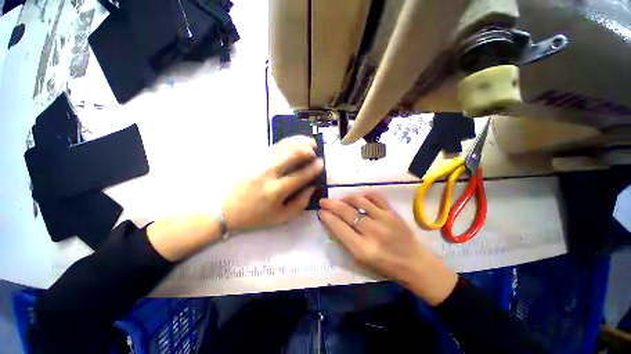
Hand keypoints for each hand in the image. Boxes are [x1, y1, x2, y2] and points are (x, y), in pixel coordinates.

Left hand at [222, 135, 323, 230]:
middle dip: (307, 150)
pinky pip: (274, 146)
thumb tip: (312, 187)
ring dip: (299, 142)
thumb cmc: (255, 216)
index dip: (314, 168)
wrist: (225, 210)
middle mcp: (268, 173)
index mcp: (276, 190)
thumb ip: (300, 203)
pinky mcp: (254, 159)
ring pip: (283, 147)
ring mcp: (260, 163)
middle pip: (292, 155)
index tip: (322, 163)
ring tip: (309, 142)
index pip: (301, 175)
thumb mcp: (281, 217)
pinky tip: (294, 142)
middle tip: (316, 150)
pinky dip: (287, 142)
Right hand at [319, 192, 457, 304]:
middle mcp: (373, 232)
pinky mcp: (393, 212)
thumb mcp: (360, 260)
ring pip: (359, 201)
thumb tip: (332, 221)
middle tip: (323, 201)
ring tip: (339, 200)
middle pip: (347, 212)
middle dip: (331, 205)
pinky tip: (358, 198)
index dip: (327, 217)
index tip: (321, 211)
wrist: (414, 263)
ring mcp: (385, 219)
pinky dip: (363, 195)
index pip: (339, 228)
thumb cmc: (384, 266)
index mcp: (363, 249)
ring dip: (345, 198)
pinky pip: (375, 197)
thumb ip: (345, 240)